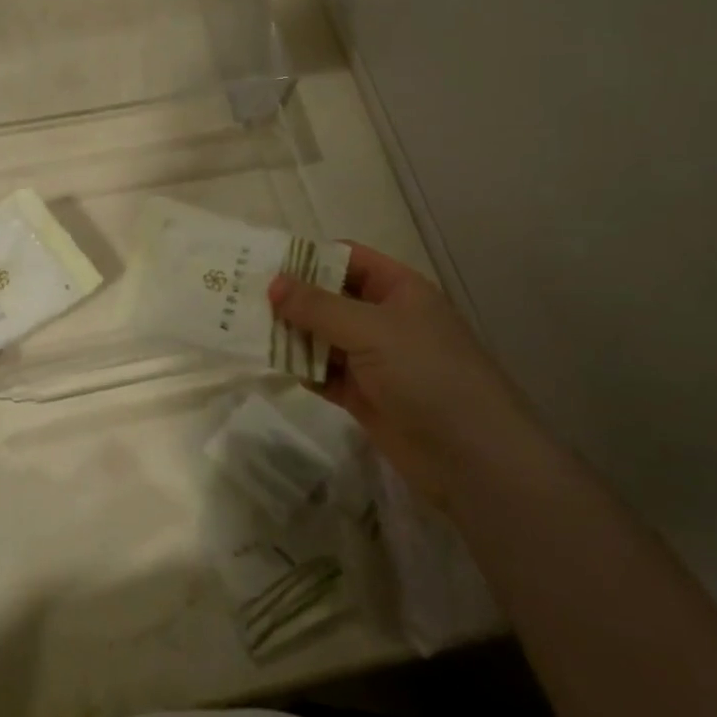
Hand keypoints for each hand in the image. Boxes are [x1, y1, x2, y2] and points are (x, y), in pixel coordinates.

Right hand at [271, 245, 534, 501]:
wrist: (473, 459)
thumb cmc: (428, 375)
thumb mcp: (371, 329)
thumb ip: (318, 306)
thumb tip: (272, 284)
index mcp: (398, 290)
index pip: (348, 259)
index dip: (309, 257)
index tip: (264, 261)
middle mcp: (385, 319)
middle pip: (330, 298)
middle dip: (292, 297)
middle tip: (242, 295)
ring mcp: (374, 360)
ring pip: (323, 337)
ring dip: (291, 334)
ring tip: (245, 327)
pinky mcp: (364, 396)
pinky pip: (323, 373)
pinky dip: (300, 368)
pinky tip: (268, 363)